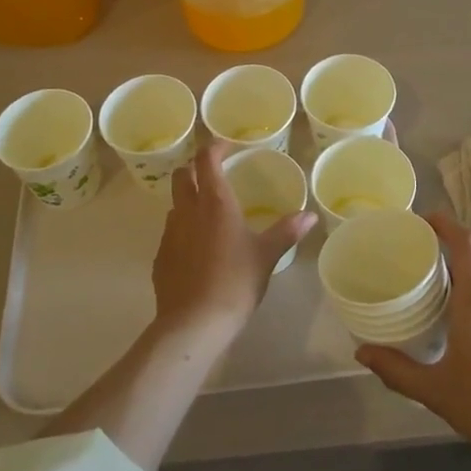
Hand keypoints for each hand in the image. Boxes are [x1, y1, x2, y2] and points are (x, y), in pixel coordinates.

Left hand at [151, 142, 317, 340]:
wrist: (194, 323)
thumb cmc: (235, 282)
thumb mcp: (267, 256)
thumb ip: (287, 231)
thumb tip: (310, 215)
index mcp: (215, 203)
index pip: (206, 159)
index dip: (214, 147)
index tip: (226, 147)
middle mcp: (187, 211)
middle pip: (182, 175)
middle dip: (195, 168)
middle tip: (214, 174)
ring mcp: (169, 234)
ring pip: (174, 203)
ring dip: (188, 199)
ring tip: (208, 212)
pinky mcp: (160, 257)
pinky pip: (170, 232)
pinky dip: (182, 229)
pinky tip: (198, 248)